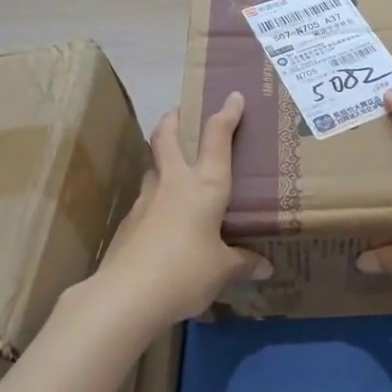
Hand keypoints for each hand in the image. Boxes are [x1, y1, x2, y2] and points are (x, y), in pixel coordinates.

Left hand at [95, 92, 271, 324]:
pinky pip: (146, 202)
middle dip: (173, 120)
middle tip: (178, 112)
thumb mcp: (222, 270)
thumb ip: (242, 263)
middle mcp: (174, 183)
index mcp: (205, 186)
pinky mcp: (128, 223)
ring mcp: (146, 201)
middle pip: (166, 138)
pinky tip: (164, 222)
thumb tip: (264, 267)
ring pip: (153, 168)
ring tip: (174, 172)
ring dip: (162, 161)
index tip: (233, 96)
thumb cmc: (186, 271)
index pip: (217, 138)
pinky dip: (156, 202)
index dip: (226, 114)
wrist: (126, 295)